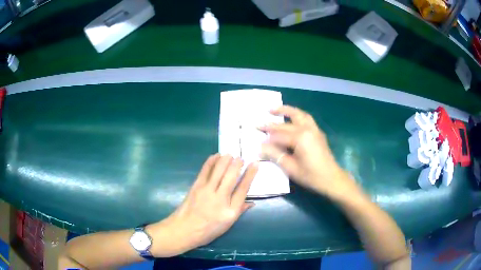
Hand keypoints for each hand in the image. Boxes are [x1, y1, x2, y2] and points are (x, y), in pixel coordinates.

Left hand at [152, 154, 257, 255]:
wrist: (184, 229)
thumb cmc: (208, 230)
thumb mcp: (228, 225)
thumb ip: (240, 211)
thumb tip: (251, 202)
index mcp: (230, 210)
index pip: (243, 189)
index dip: (250, 175)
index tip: (255, 164)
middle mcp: (220, 198)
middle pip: (231, 176)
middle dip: (237, 164)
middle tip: (241, 158)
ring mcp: (207, 190)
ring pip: (219, 170)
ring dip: (225, 159)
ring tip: (230, 154)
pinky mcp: (196, 186)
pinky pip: (205, 170)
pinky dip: (211, 161)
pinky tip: (216, 156)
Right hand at [260, 106, 356, 198]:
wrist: (331, 178)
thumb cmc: (311, 176)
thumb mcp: (291, 168)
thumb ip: (275, 155)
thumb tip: (261, 147)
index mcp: (300, 138)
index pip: (279, 136)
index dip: (267, 139)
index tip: (257, 141)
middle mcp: (307, 129)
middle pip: (286, 124)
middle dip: (271, 124)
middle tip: (258, 123)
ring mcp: (314, 129)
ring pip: (298, 114)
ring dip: (286, 110)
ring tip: (273, 109)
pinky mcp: (318, 132)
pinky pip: (306, 118)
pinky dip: (297, 115)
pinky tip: (291, 118)